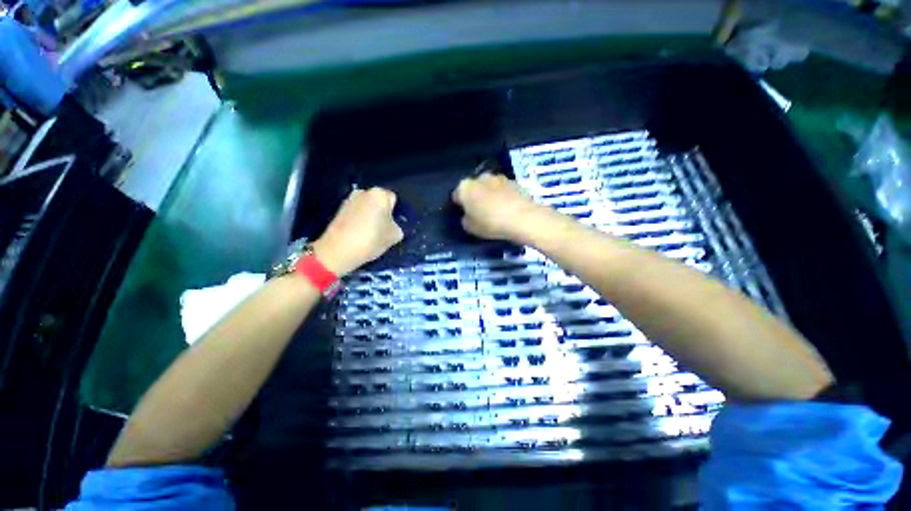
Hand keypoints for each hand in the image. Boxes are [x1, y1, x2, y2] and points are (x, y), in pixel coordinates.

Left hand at [312, 188, 403, 275]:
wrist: (338, 251)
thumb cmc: (371, 239)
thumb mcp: (395, 236)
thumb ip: (397, 227)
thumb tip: (392, 225)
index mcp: (379, 194)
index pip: (393, 200)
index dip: (396, 213)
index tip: (394, 226)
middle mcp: (363, 192)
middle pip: (379, 203)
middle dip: (382, 214)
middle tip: (384, 230)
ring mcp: (348, 200)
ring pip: (367, 209)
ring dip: (370, 218)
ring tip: (371, 235)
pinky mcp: (338, 211)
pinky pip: (356, 215)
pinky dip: (359, 222)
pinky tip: (360, 236)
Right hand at [452, 173, 547, 242]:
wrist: (523, 218)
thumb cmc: (491, 223)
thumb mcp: (470, 228)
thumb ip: (465, 219)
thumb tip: (468, 215)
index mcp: (465, 187)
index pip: (457, 195)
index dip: (459, 205)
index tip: (464, 214)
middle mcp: (480, 178)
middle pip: (474, 187)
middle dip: (475, 197)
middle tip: (479, 212)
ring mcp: (499, 177)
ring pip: (489, 186)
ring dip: (489, 195)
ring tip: (495, 210)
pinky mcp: (515, 181)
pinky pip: (503, 190)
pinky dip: (503, 196)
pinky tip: (507, 208)